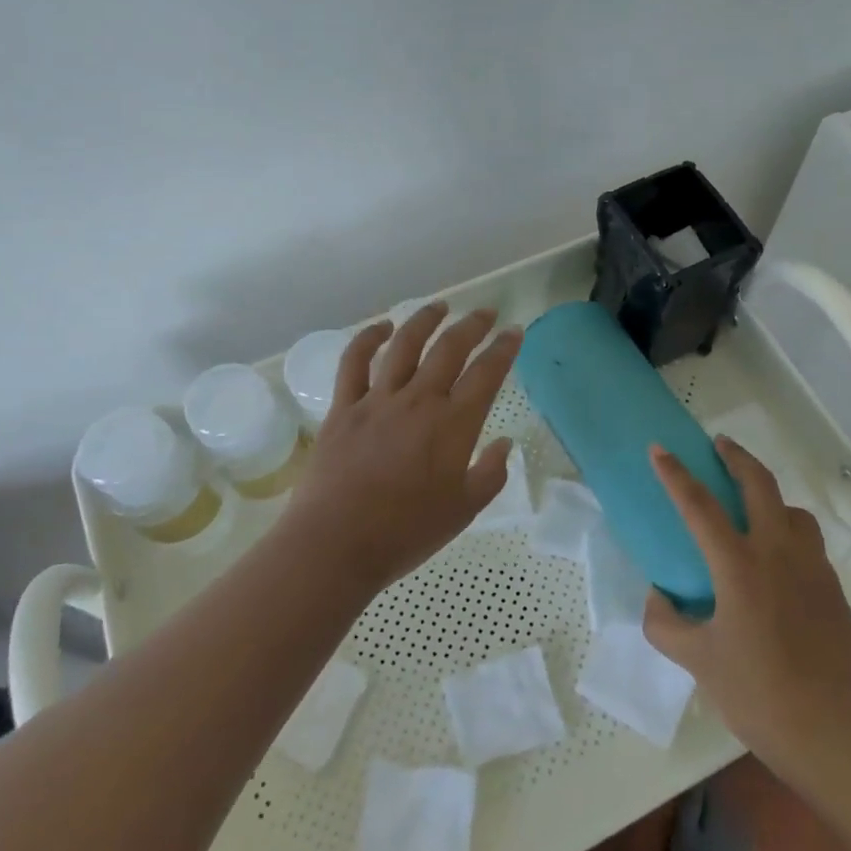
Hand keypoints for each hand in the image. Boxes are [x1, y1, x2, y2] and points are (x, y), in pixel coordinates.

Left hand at [280, 302, 521, 596]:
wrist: (336, 544)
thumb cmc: (406, 533)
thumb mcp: (464, 510)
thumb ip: (491, 474)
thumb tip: (504, 443)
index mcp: (453, 424)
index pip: (487, 373)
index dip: (504, 348)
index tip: (515, 332)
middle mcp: (419, 400)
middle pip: (450, 348)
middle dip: (473, 325)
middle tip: (486, 312)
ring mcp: (378, 400)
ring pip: (405, 345)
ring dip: (425, 320)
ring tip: (440, 306)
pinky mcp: (343, 408)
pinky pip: (354, 362)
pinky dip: (367, 339)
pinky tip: (381, 327)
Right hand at [643, 437, 850, 769]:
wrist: (836, 733)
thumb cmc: (759, 693)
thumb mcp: (698, 661)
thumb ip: (666, 624)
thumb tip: (658, 597)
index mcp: (739, 566)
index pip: (700, 505)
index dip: (675, 474)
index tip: (660, 448)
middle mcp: (778, 553)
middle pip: (759, 484)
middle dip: (737, 457)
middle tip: (719, 444)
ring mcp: (812, 568)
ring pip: (793, 510)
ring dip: (769, 494)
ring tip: (752, 505)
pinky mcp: (834, 588)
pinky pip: (809, 541)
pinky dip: (789, 529)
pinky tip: (778, 559)